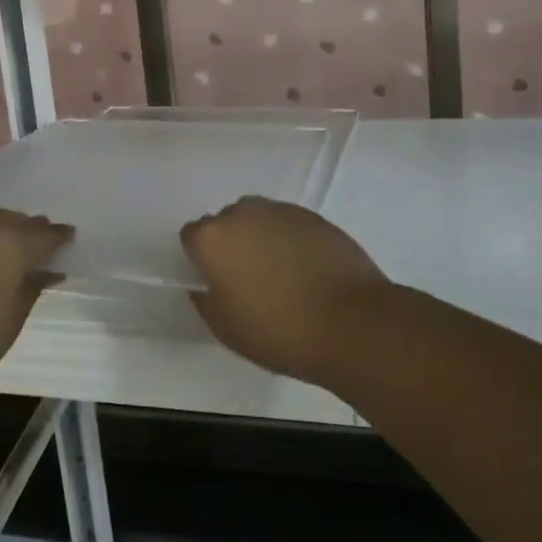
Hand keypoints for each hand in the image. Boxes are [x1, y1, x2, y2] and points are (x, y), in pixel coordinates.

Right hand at [180, 197, 393, 386]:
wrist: (350, 322)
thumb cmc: (278, 331)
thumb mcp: (225, 328)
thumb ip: (205, 300)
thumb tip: (206, 285)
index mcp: (212, 238)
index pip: (192, 237)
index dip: (202, 260)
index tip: (218, 283)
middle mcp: (242, 213)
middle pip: (226, 223)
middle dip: (233, 245)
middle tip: (249, 280)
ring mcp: (280, 210)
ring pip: (259, 220)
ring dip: (262, 239)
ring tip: (283, 276)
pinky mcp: (313, 216)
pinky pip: (289, 225)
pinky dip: (292, 241)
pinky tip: (308, 272)